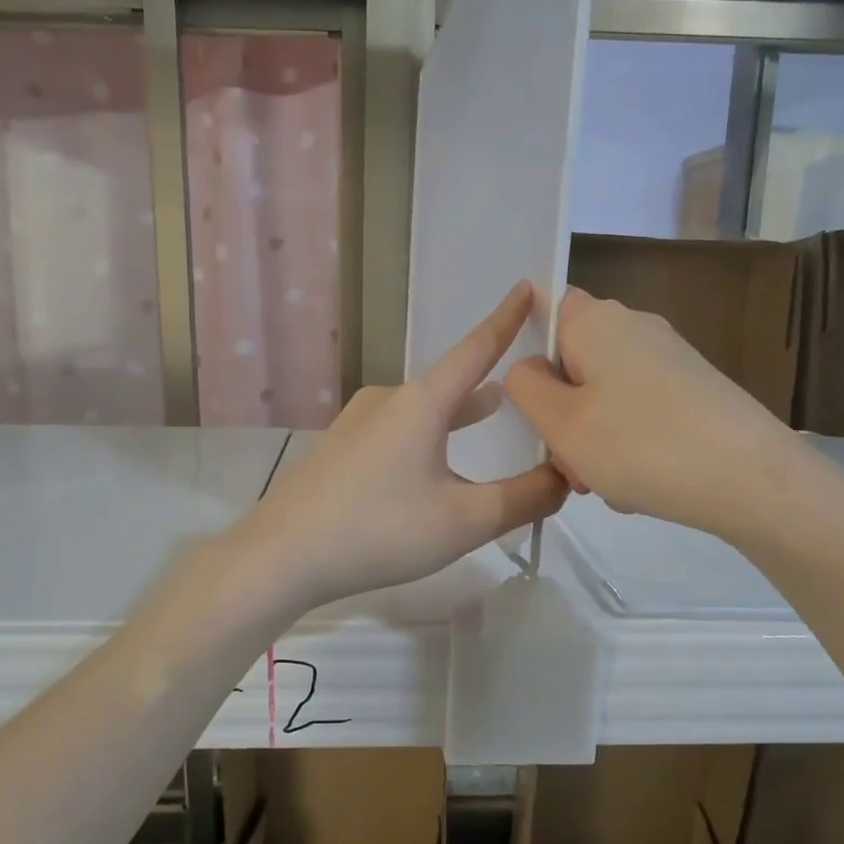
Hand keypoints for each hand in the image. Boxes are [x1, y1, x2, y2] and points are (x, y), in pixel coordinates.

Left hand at [235, 283, 568, 614]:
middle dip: (489, 382)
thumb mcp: (464, 520)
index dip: (506, 320)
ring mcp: (357, 424)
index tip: (529, 288)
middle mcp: (387, 400)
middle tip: (526, 384)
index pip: (475, 349)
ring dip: (457, 412)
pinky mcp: (339, 450)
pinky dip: (427, 437)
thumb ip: (523, 498)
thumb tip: (563, 478)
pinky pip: (396, 432)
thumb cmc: (379, 530)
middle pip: (449, 383)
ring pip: (422, 410)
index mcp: (421, 402)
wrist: (281, 555)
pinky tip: (430, 466)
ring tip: (488, 412)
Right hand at [503, 287, 799, 542]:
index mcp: (596, 321)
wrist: (753, 480)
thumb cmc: (640, 445)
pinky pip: (639, 412)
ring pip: (604, 395)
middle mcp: (635, 327)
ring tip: (605, 483)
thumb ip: (525, 387)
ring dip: (592, 438)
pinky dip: (628, 444)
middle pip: (573, 361)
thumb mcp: (560, 422)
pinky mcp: (695, 389)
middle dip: (560, 413)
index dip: (526, 348)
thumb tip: (529, 369)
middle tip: (567, 463)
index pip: (545, 308)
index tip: (525, 398)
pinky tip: (640, 484)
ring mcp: (670, 358)